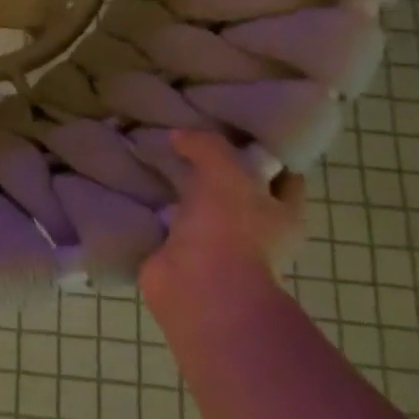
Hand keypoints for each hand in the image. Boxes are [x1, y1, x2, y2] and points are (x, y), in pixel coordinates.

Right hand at [139, 130, 305, 304]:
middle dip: (214, 169)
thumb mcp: (225, 171)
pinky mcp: (180, 257)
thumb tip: (179, 136)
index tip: (234, 129)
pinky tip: (135, 188)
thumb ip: (206, 145)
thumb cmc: (230, 229)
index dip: (263, 152)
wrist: (199, 289)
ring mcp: (217, 247)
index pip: (283, 175)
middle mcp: (255, 232)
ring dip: (180, 190)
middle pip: (237, 190)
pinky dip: (152, 211)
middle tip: (185, 139)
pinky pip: (166, 225)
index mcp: (283, 213)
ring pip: (199, 208)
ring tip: (153, 158)